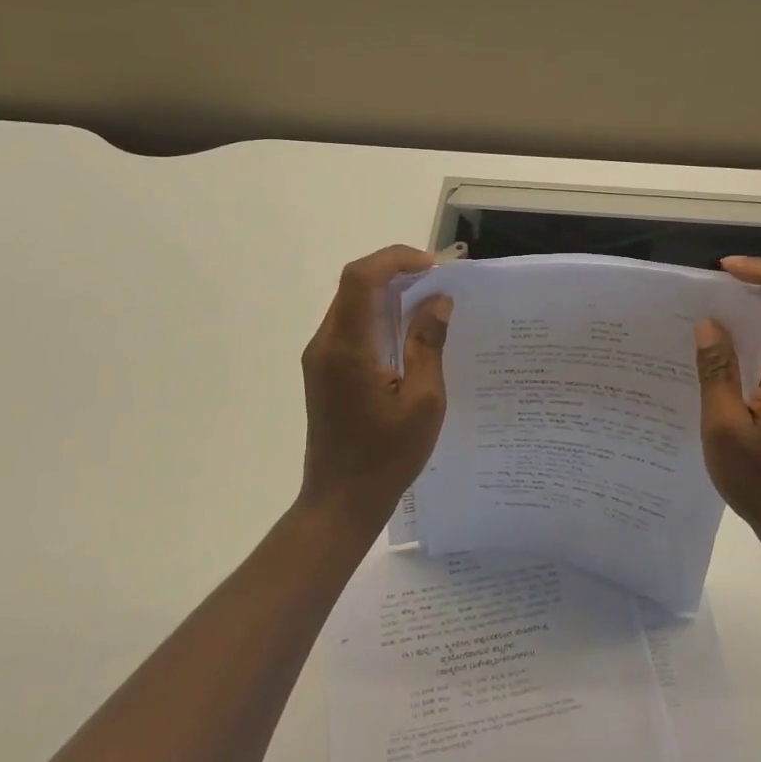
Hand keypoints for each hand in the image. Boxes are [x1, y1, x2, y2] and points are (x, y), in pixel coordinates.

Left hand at [299, 246, 452, 533]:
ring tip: (430, 301)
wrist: (341, 501)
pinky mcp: (325, 370)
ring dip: (389, 292)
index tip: (435, 268)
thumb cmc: (386, 457)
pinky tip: (409, 331)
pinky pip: (351, 325)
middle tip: (439, 282)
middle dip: (397, 271)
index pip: (362, 278)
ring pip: (352, 302)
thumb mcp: (423, 401)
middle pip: (355, 284)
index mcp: (347, 348)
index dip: (396, 259)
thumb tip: (438, 301)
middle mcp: (326, 344)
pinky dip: (379, 314)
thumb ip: (428, 345)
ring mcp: (321, 357)